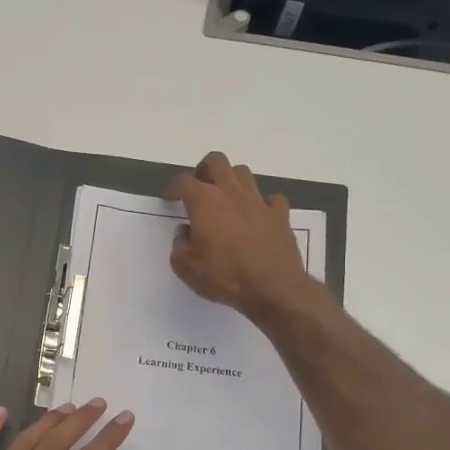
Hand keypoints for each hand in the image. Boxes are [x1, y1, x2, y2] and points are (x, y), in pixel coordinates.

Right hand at [165, 151, 313, 322]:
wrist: (274, 288)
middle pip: (216, 161)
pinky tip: (257, 215)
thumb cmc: (225, 277)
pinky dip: (261, 203)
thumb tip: (185, 232)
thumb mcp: (187, 268)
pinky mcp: (280, 214)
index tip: (169, 198)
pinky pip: (270, 198)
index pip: (183, 181)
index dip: (173, 187)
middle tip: (198, 189)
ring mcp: (258, 200)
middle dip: (203, 170)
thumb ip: (179, 246)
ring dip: (231, 180)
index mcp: (204, 201)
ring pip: (243, 173)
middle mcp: (231, 192)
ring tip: (225, 199)